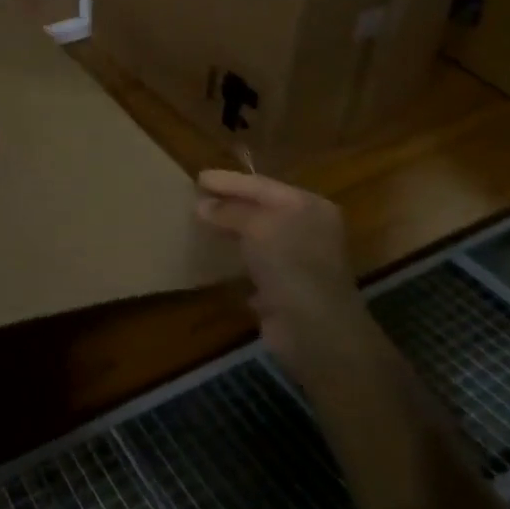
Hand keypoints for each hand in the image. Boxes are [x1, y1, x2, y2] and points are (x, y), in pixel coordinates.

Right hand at [194, 170, 361, 368]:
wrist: (314, 331)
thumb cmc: (291, 265)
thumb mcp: (258, 227)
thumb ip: (230, 212)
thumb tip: (202, 205)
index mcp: (309, 207)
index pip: (262, 186)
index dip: (229, 181)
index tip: (198, 177)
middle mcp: (306, 230)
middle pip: (261, 210)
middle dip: (229, 204)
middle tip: (195, 197)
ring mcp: (296, 261)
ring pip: (256, 238)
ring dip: (230, 232)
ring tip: (198, 223)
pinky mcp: (283, 289)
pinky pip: (253, 266)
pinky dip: (234, 260)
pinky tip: (212, 257)